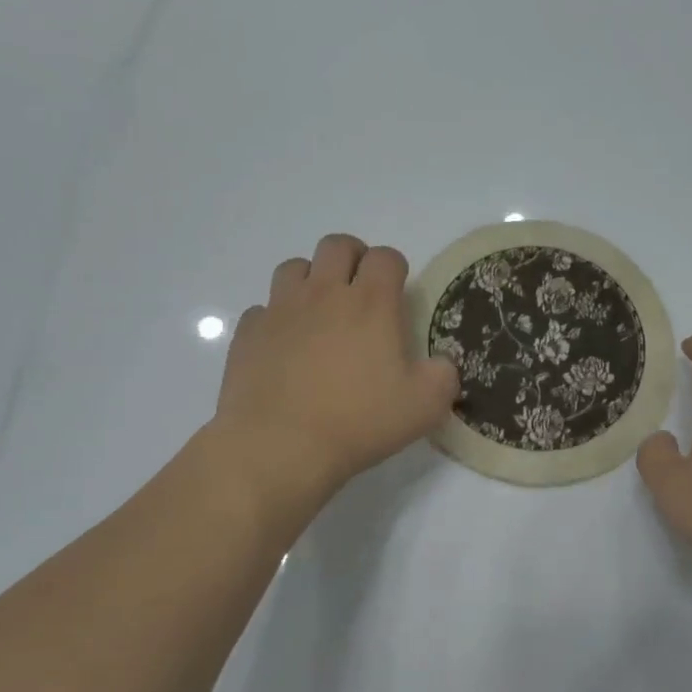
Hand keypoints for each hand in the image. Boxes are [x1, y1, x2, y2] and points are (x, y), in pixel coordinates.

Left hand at [211, 234, 458, 517]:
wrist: (280, 446)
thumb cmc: (359, 421)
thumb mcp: (425, 407)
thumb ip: (443, 377)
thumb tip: (440, 365)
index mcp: (371, 303)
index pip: (385, 257)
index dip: (395, 268)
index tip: (398, 293)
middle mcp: (323, 293)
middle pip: (336, 245)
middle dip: (353, 258)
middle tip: (361, 291)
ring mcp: (280, 310)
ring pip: (294, 268)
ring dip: (311, 280)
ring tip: (320, 312)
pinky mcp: (248, 334)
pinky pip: (263, 310)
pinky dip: (277, 319)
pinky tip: (285, 347)